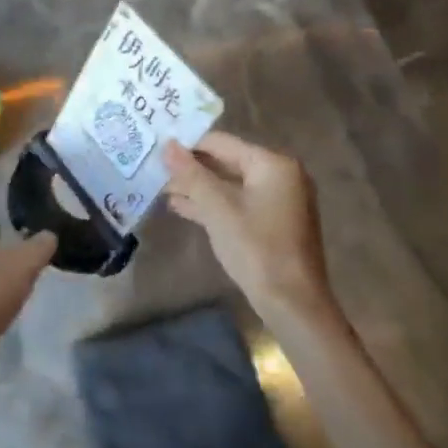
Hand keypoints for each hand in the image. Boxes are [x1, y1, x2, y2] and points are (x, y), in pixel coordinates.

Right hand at [162, 132, 331, 321]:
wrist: (292, 304)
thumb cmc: (256, 248)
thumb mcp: (217, 208)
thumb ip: (191, 174)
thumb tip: (167, 145)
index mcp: (272, 164)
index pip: (221, 142)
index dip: (187, 146)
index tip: (157, 150)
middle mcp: (280, 175)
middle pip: (226, 162)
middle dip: (191, 168)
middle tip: (155, 169)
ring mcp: (278, 200)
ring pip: (229, 185)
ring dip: (197, 187)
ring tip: (161, 188)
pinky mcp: (272, 223)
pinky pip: (237, 203)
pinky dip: (212, 204)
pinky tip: (181, 207)